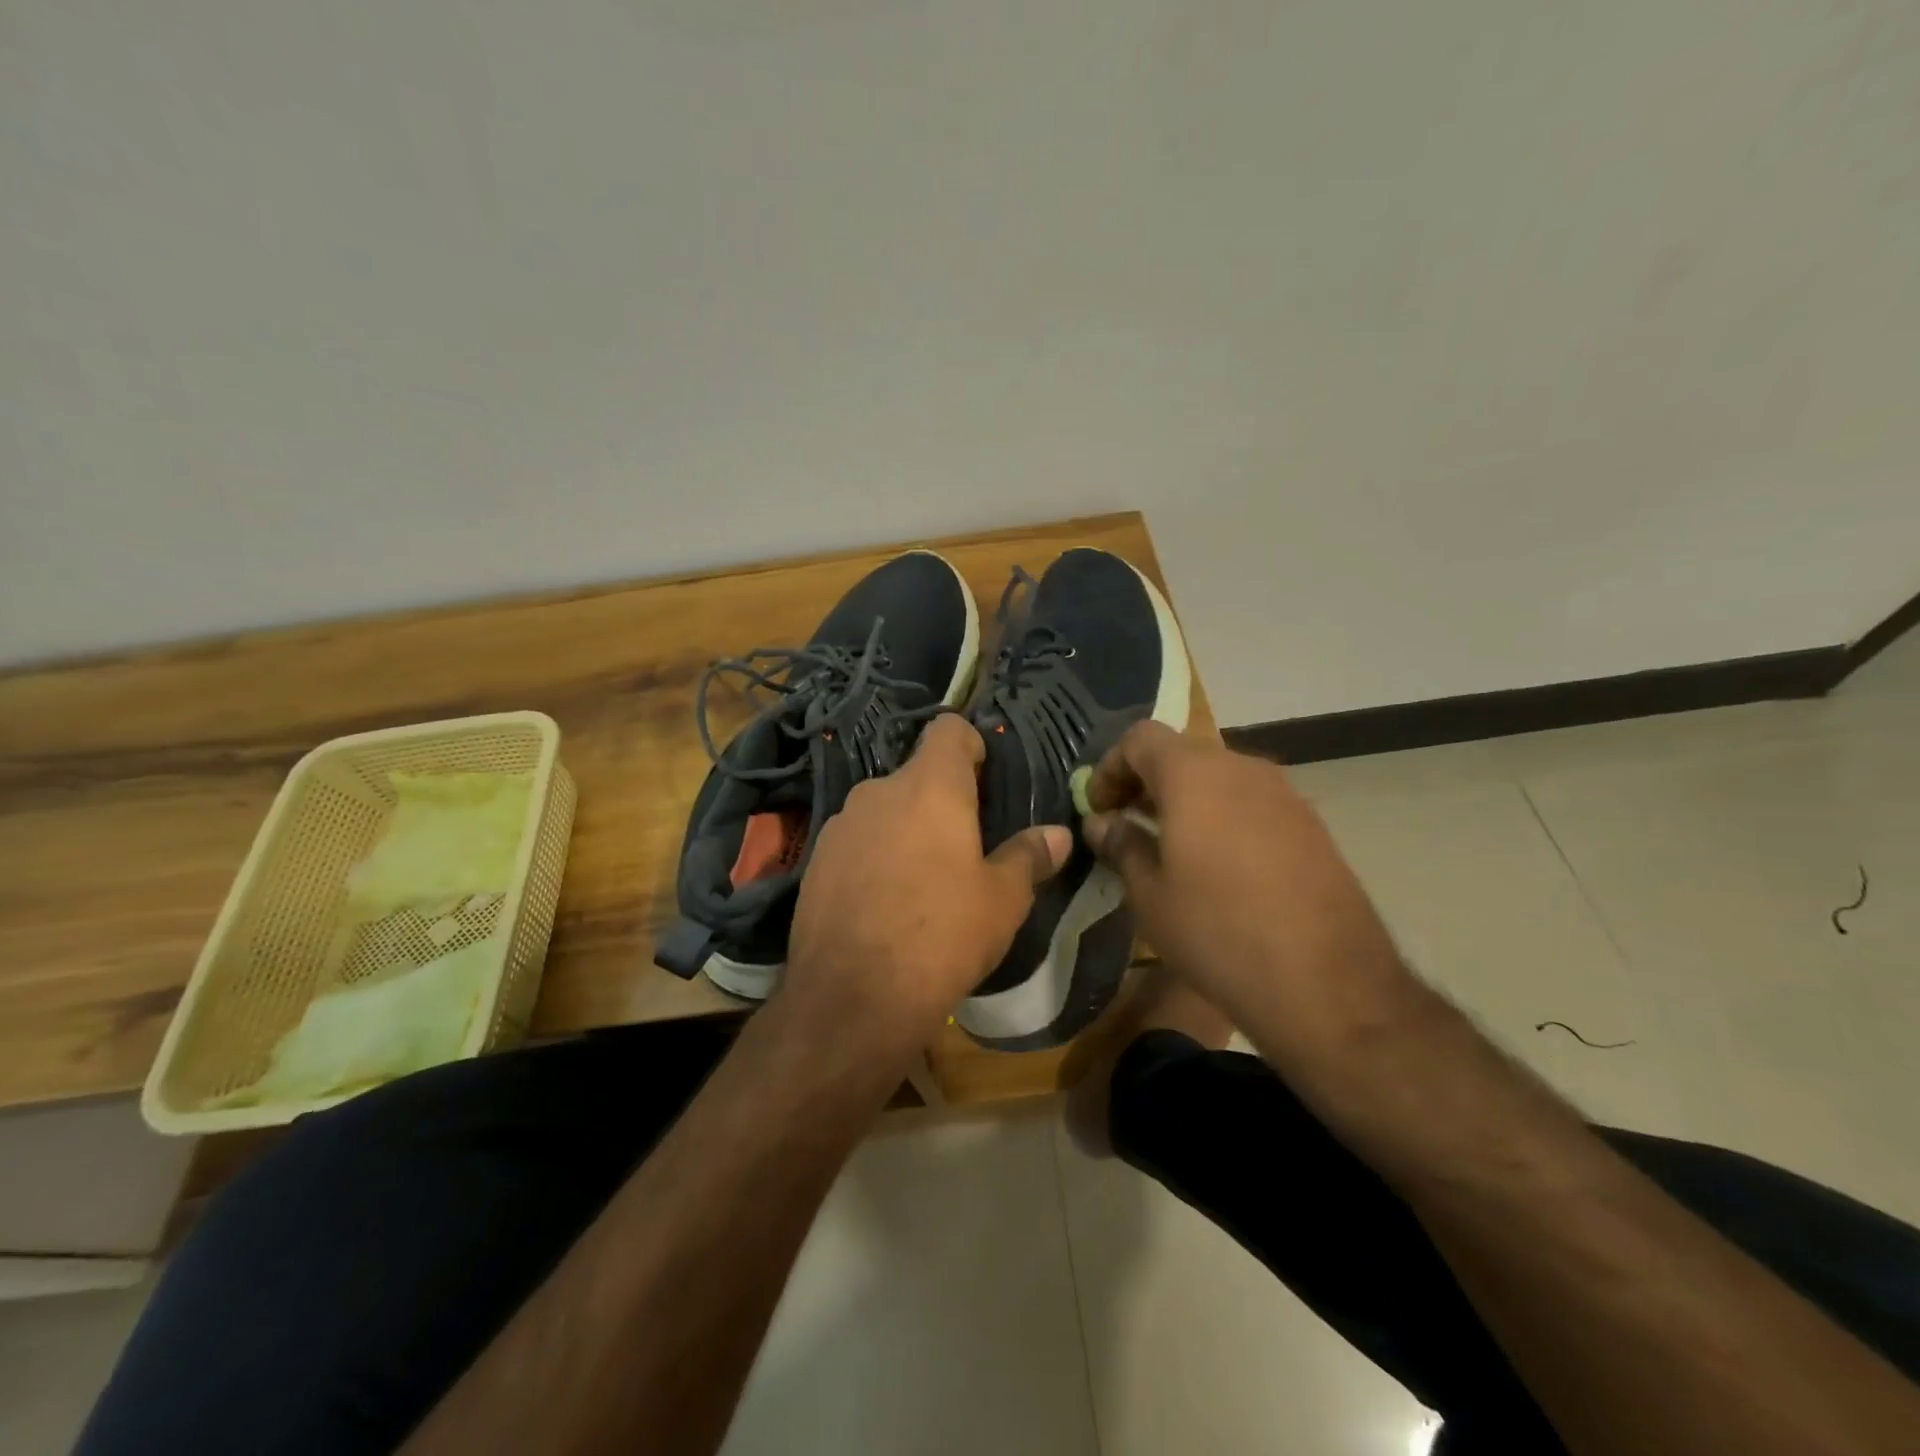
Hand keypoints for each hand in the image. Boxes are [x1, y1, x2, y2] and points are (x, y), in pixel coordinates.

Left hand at [784, 714, 1071, 1049]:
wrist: (852, 997)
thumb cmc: (942, 935)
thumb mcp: (1002, 900)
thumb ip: (1030, 857)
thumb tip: (1059, 834)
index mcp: (930, 786)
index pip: (949, 729)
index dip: (970, 745)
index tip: (985, 780)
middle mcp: (879, 790)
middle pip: (917, 774)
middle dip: (940, 799)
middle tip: (965, 844)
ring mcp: (840, 824)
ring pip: (884, 809)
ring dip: (905, 828)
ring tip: (923, 879)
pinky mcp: (815, 860)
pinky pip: (856, 841)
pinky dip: (874, 855)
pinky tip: (883, 902)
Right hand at [1081, 723, 1404, 1029]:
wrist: (1327, 984)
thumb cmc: (1217, 931)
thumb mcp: (1150, 894)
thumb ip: (1121, 845)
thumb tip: (1101, 823)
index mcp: (1194, 774)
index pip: (1140, 738)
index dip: (1110, 768)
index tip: (1098, 810)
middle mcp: (1241, 768)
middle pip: (1181, 753)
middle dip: (1146, 782)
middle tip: (1126, 825)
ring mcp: (1283, 794)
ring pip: (1219, 777)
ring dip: (1185, 800)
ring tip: (1168, 847)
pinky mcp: (1311, 824)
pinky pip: (1251, 802)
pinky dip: (1221, 816)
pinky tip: (1217, 866)